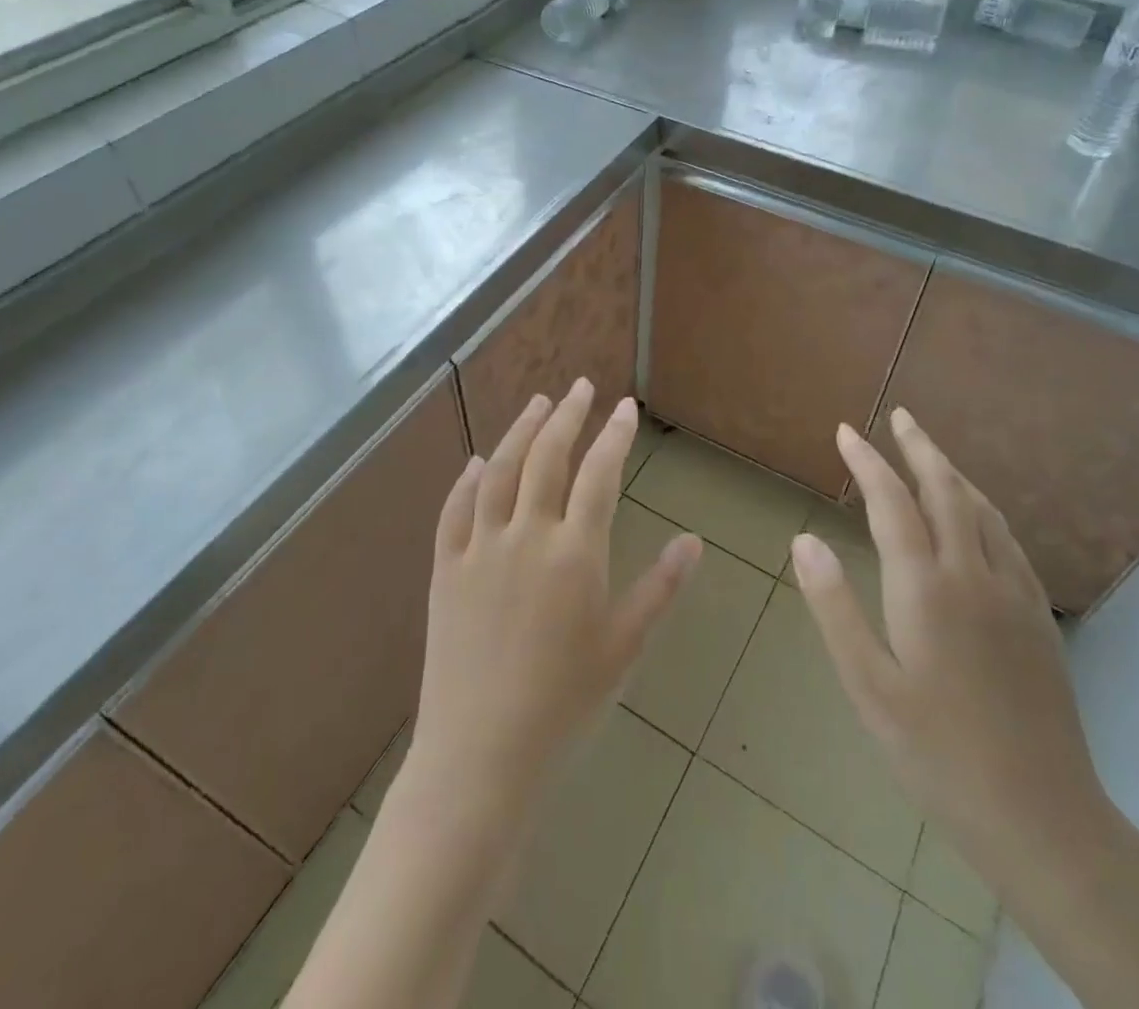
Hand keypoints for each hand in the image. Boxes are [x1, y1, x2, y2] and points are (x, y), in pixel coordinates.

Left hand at [409, 380, 702, 815]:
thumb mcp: (624, 645)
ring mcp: (480, 548)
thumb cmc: (566, 702)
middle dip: (567, 415)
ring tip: (538, 403)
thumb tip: (694, 541)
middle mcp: (526, 536)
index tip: (625, 407)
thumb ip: (660, 587)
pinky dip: (466, 480)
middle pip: (547, 457)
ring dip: (520, 431)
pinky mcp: (444, 568)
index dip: (614, 435)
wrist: (482, 752)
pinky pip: (454, 510)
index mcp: (575, 553)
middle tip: (580, 386)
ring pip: (499, 471)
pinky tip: (476, 462)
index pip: (599, 474)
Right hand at [790, 408, 1107, 881]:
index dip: (867, 462)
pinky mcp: (1037, 617)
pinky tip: (976, 516)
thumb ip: (834, 607)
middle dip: (920, 448)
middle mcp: (973, 575)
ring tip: (931, 453)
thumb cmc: (936, 752)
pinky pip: (1006, 539)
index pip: (892, 503)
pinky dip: (982, 508)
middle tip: (900, 416)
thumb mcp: (868, 685)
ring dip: (953, 473)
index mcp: (926, 588)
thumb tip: (804, 540)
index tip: (846, 432)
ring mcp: (1013, 594)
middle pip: (946, 491)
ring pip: (982, 510)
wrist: (1041, 816)